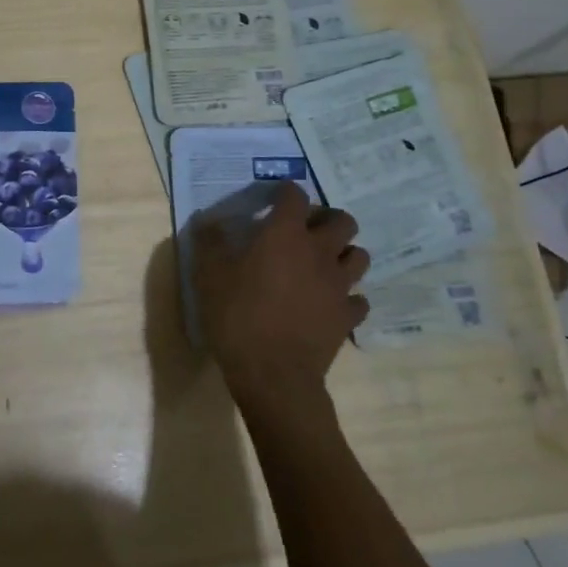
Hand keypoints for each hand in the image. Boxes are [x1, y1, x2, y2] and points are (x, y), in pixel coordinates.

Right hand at [190, 182, 369, 419]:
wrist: (273, 374)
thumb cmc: (237, 317)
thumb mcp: (208, 276)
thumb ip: (209, 243)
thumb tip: (208, 221)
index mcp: (285, 235)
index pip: (295, 196)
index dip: (286, 192)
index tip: (274, 199)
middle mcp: (319, 252)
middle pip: (343, 220)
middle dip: (328, 219)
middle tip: (307, 231)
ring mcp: (339, 285)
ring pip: (359, 256)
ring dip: (344, 254)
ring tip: (324, 264)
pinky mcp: (347, 317)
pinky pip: (359, 300)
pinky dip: (348, 298)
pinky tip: (331, 304)